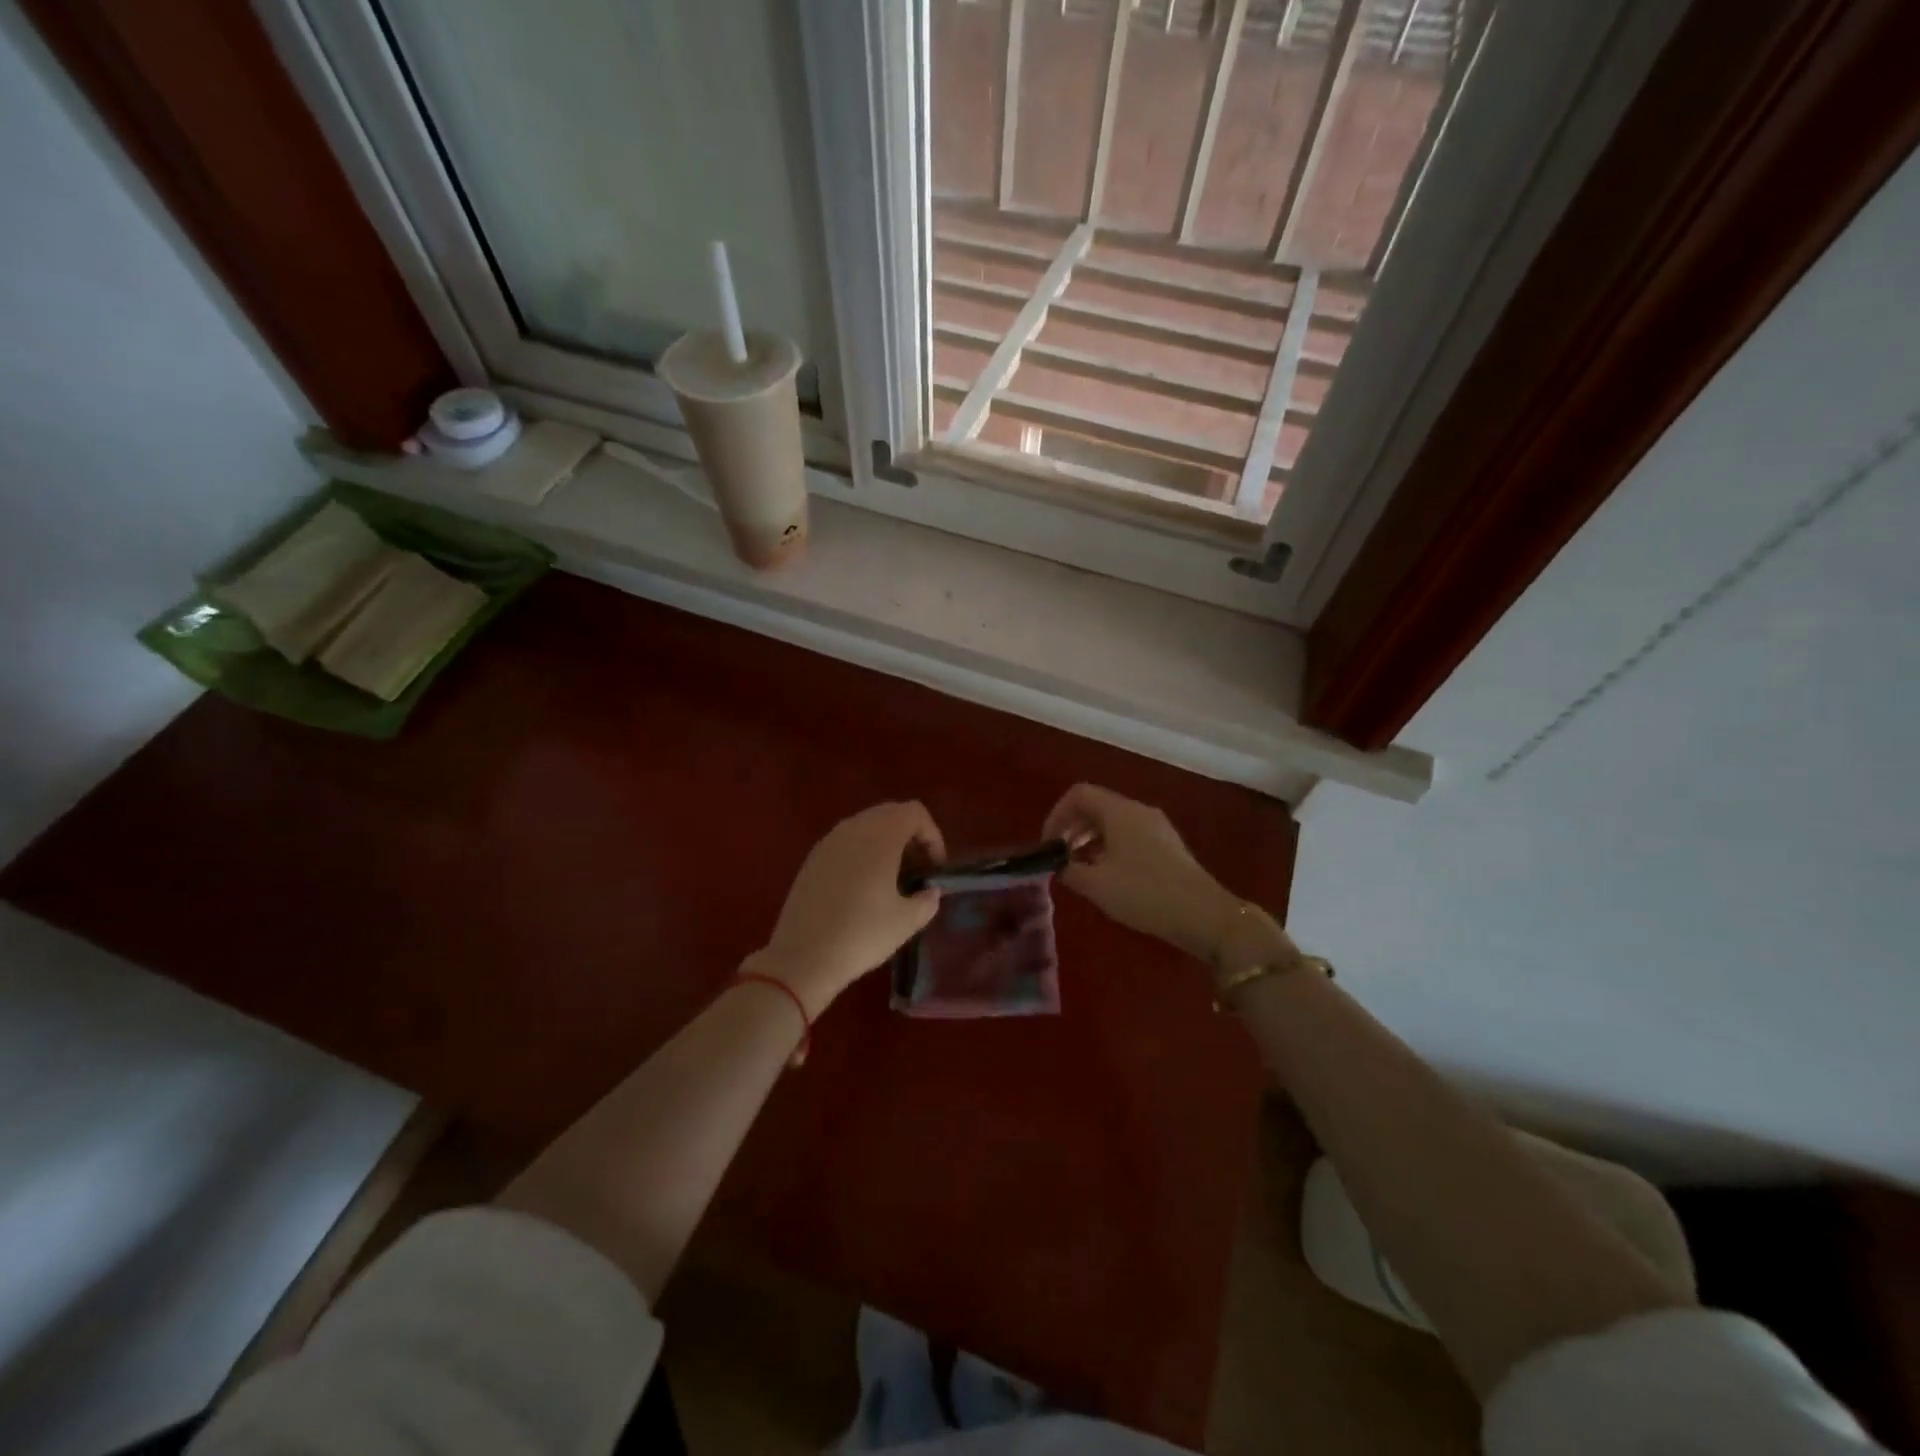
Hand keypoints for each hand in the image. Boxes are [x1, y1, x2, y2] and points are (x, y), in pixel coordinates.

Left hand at [747, 802, 945, 1015]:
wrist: (802, 957)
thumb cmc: (861, 934)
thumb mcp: (906, 922)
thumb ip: (927, 900)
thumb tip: (930, 892)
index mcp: (880, 835)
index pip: (915, 813)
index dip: (933, 837)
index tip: (934, 869)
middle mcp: (853, 828)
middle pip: (891, 813)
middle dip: (911, 837)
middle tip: (918, 872)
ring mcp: (829, 841)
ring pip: (867, 826)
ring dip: (886, 844)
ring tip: (893, 880)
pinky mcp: (812, 859)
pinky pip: (846, 842)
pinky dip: (863, 853)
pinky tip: (863, 888)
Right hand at [1043, 784, 1236, 959]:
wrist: (1204, 915)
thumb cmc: (1144, 894)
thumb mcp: (1097, 885)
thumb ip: (1069, 871)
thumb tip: (1058, 865)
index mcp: (1120, 811)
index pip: (1079, 794)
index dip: (1056, 815)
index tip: (1049, 845)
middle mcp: (1139, 811)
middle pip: (1096, 805)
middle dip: (1072, 827)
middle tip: (1060, 857)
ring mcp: (1157, 827)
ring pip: (1113, 821)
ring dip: (1090, 839)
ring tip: (1080, 869)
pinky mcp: (1168, 845)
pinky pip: (1130, 835)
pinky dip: (1110, 847)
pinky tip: (1108, 876)